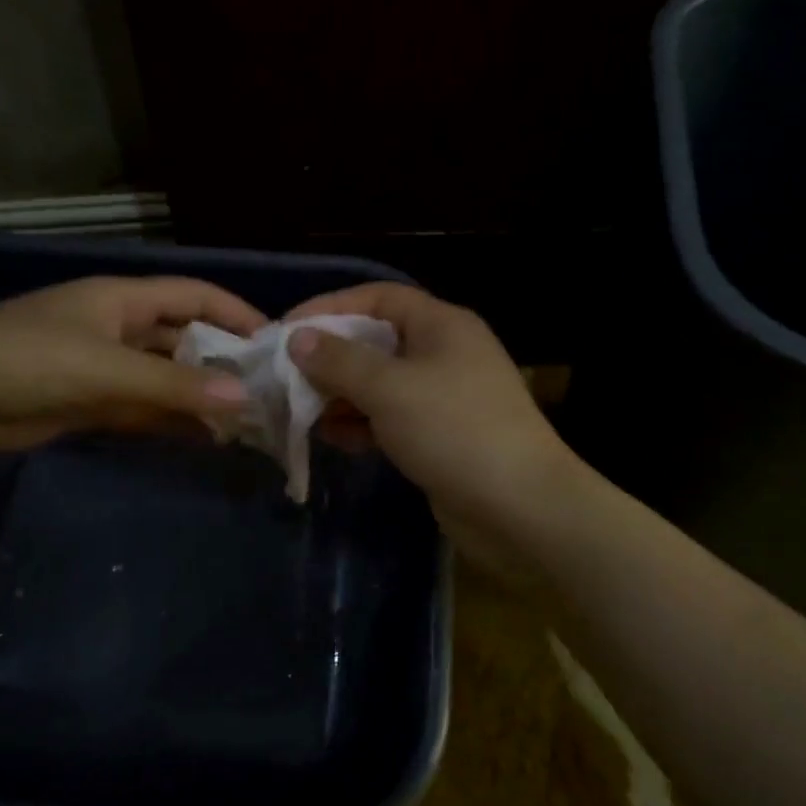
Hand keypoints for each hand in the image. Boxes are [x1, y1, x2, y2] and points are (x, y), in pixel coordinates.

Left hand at [0, 275, 265, 451]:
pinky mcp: (92, 402)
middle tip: (269, 391)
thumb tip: (243, 398)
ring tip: (248, 420)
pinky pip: (145, 408)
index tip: (276, 341)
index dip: (236, 313)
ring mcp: (106, 367)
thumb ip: (174, 384)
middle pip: (185, 339)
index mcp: (122, 300)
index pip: (194, 296)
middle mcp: (120, 328)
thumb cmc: (26, 359)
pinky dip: (173, 420)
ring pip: (168, 378)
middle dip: (224, 361)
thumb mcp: (106, 367)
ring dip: (201, 396)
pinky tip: (207, 437)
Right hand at [284, 283, 580, 575]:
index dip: (329, 308)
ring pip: (381, 384)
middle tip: (285, 378)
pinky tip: (335, 439)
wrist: (519, 507)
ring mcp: (444, 397)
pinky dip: (362, 424)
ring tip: (302, 412)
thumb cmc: (454, 431)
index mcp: (441, 325)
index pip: (377, 298)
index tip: (285, 331)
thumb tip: (298, 339)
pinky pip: (391, 419)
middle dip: (331, 358)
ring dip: (341, 396)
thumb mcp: (390, 389)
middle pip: (376, 342)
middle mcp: (444, 353)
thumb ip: (339, 362)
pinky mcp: (440, 437)